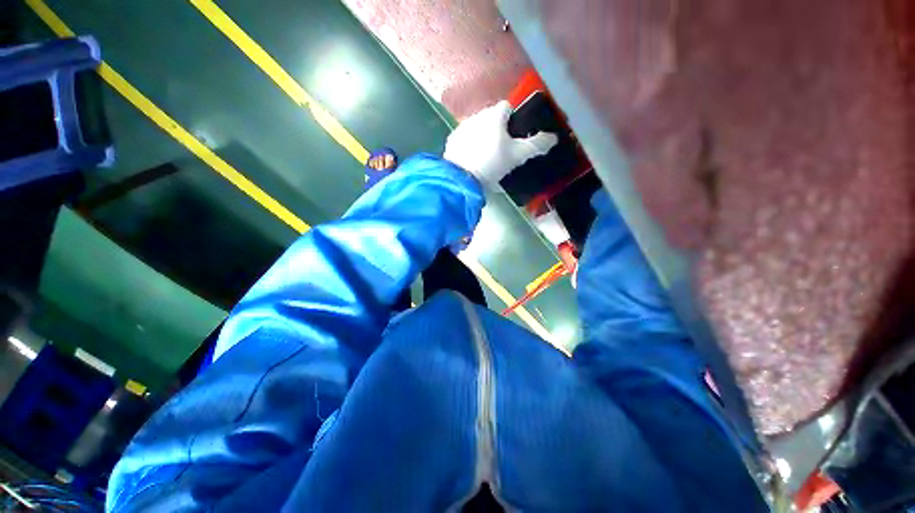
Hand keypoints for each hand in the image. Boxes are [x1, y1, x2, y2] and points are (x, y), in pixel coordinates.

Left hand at [443, 101, 558, 187]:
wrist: (461, 179)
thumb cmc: (492, 163)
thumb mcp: (517, 156)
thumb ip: (536, 145)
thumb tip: (553, 138)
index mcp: (494, 115)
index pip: (508, 106)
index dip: (514, 118)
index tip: (516, 135)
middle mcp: (477, 115)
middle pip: (492, 118)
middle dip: (499, 129)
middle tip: (503, 150)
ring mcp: (462, 127)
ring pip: (478, 127)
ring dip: (484, 137)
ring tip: (487, 157)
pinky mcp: (452, 140)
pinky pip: (465, 138)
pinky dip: (470, 145)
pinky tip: (473, 160)